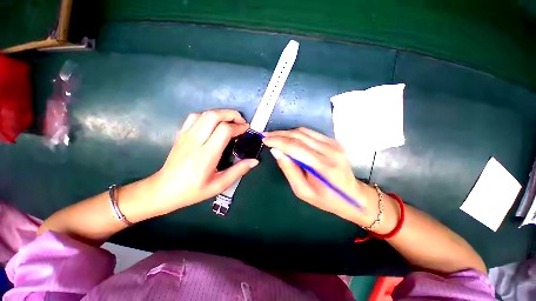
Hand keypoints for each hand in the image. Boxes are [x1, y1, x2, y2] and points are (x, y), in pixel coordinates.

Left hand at [152, 109, 258, 214]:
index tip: (246, 129)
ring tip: (230, 122)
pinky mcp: (181, 134)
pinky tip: (214, 124)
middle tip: (241, 122)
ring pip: (205, 113)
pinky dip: (208, 116)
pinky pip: (195, 117)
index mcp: (206, 155)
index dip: (238, 127)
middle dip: (231, 114)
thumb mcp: (219, 185)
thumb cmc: (193, 190)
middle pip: (214, 115)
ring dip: (221, 114)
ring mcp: (186, 135)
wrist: (163, 190)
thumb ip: (238, 171)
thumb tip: (254, 161)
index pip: (224, 130)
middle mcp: (195, 141)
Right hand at [262, 127, 376, 223]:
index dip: (277, 141)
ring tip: (274, 136)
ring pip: (304, 132)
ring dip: (286, 132)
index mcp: (323, 166)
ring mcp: (333, 144)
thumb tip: (276, 151)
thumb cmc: (326, 199)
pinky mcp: (333, 141)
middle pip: (298, 136)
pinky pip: (310, 133)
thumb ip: (289, 170)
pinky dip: (296, 133)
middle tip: (265, 136)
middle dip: (279, 134)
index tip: (264, 140)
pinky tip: (288, 137)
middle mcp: (330, 151)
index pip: (295, 147)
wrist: (353, 195)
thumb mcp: (302, 191)